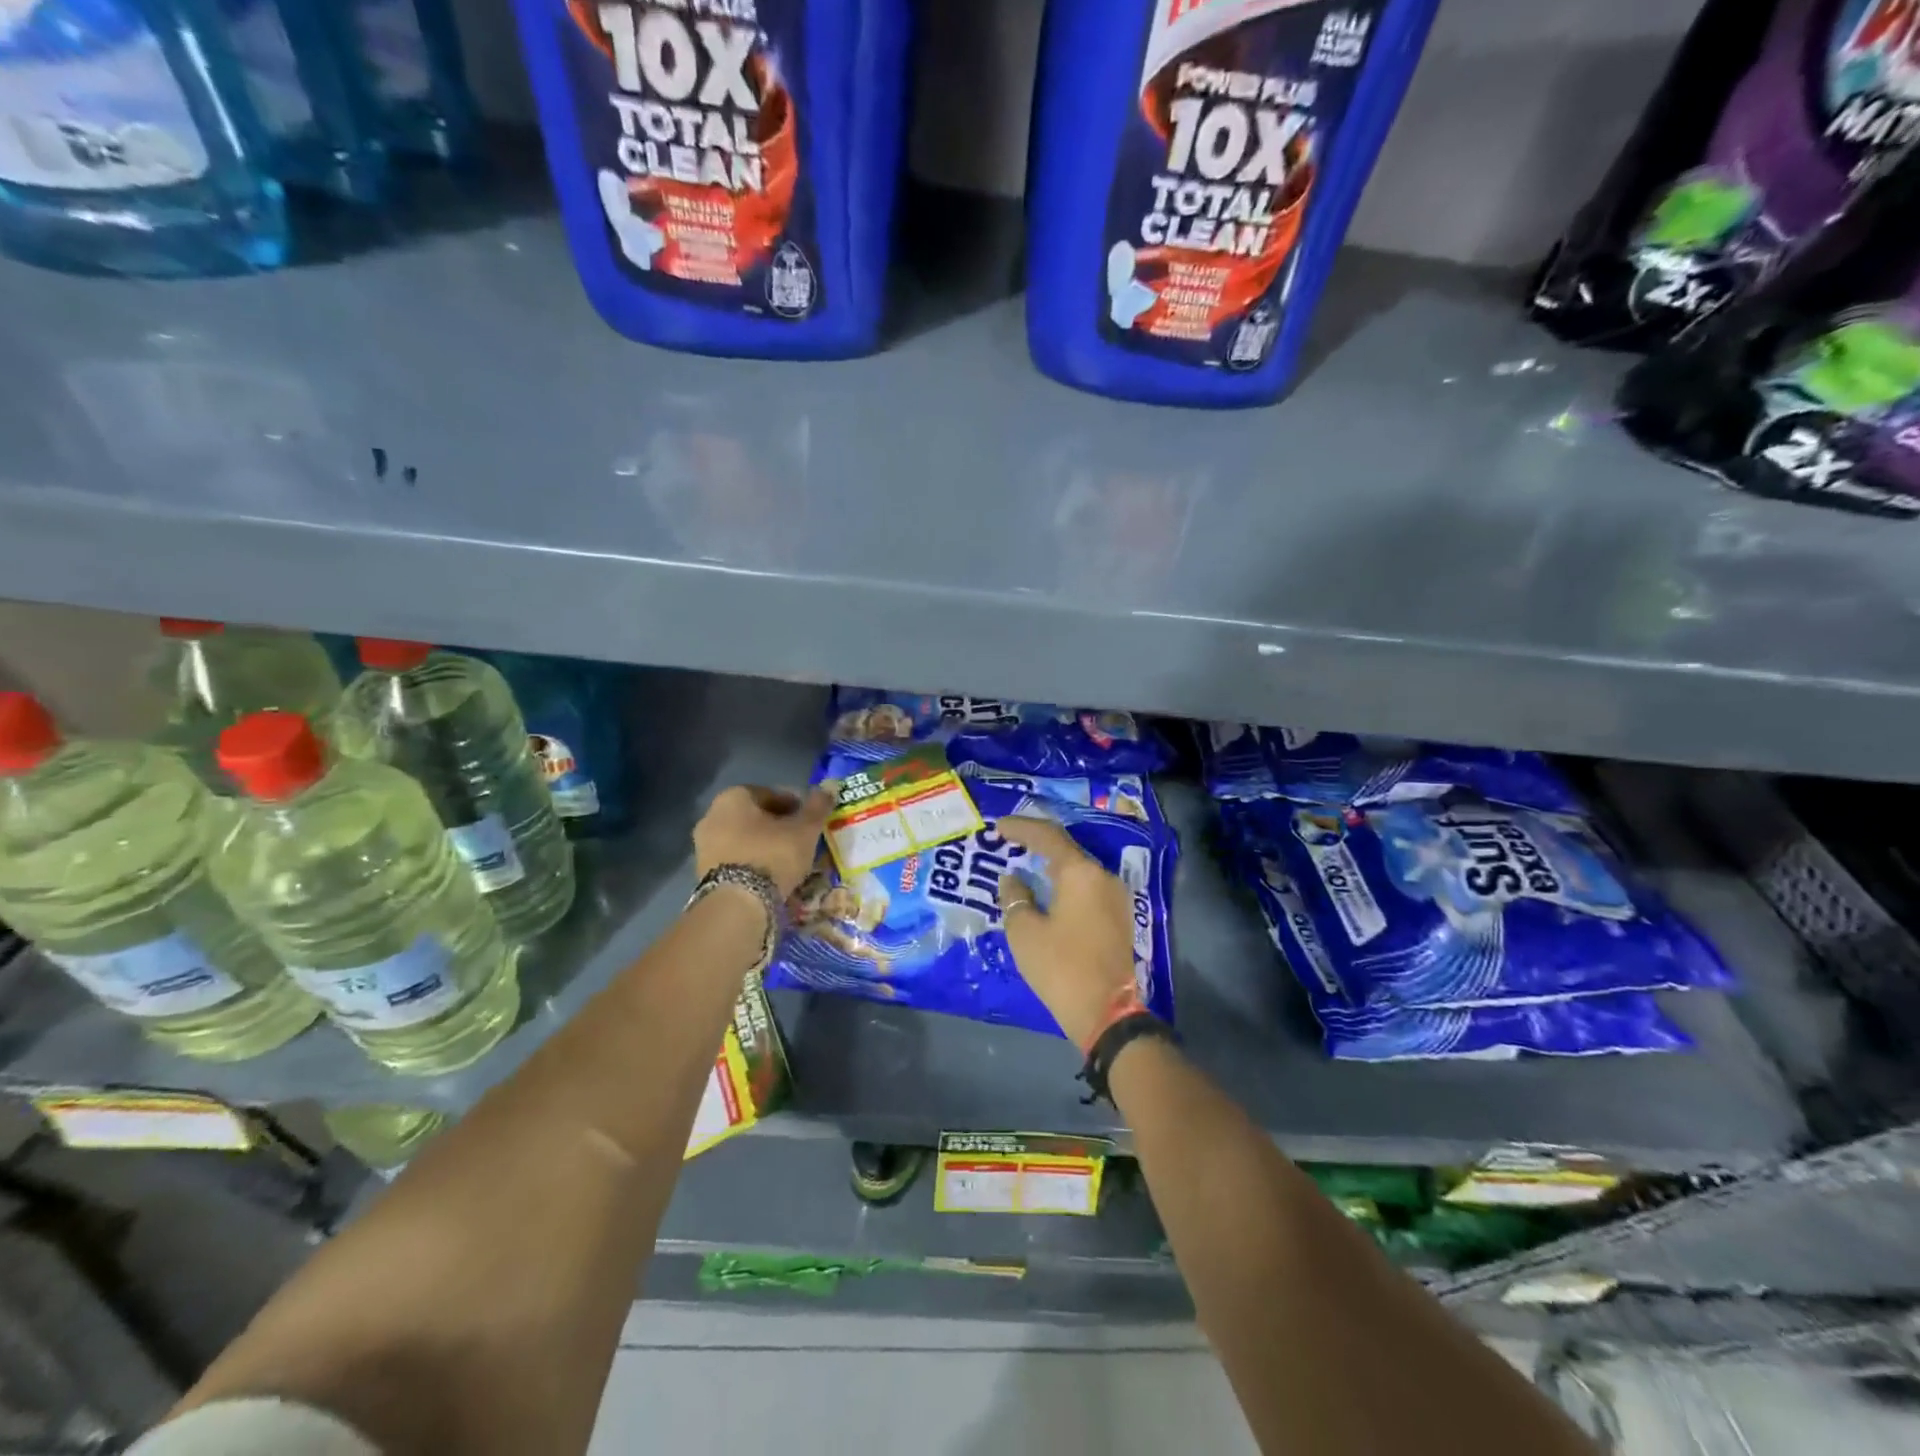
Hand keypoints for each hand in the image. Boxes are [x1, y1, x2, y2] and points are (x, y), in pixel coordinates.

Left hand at [694, 783, 836, 897]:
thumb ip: (817, 806)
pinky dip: (752, 863)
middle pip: (755, 816)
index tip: (810, 820)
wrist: (737, 904)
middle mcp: (712, 816)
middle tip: (801, 840)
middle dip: (778, 826)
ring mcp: (704, 846)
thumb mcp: (805, 829)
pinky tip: (770, 876)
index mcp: (733, 797)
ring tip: (788, 860)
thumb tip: (829, 787)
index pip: (770, 793)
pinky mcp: (703, 873)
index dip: (795, 805)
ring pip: (744, 839)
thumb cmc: (772, 855)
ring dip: (765, 845)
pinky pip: (735, 860)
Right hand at [996, 816, 1138, 1047]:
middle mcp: (1103, 876)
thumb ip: (1015, 897)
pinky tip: (1048, 891)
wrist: (1107, 1013)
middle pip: (1067, 849)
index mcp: (1080, 873)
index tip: (998, 827)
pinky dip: (1065, 883)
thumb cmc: (1060, 967)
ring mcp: (1115, 896)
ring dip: (1052, 864)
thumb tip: (1013, 879)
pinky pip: (1087, 887)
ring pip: (1079, 869)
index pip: (1047, 836)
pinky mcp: (1119, 917)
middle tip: (1010, 842)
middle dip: (1037, 844)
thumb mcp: (1025, 932)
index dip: (1021, 828)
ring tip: (1025, 865)